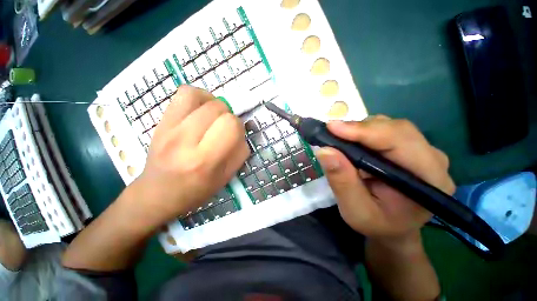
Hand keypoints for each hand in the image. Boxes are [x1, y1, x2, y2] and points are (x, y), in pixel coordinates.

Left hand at [131, 85, 249, 225]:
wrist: (157, 193)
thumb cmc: (196, 190)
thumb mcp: (226, 177)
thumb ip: (239, 152)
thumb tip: (241, 132)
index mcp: (205, 160)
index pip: (231, 125)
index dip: (238, 127)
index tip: (235, 135)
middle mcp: (185, 140)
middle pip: (218, 108)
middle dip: (229, 116)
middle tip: (224, 129)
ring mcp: (169, 128)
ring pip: (200, 96)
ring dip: (215, 104)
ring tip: (214, 116)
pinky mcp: (161, 121)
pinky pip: (184, 93)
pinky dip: (199, 96)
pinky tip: (201, 109)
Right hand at [315, 116, 454, 242]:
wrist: (393, 227)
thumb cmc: (377, 224)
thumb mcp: (355, 210)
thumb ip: (342, 182)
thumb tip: (325, 151)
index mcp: (429, 180)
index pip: (399, 142)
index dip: (364, 131)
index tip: (332, 128)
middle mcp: (433, 160)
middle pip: (395, 128)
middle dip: (359, 128)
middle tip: (331, 133)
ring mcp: (423, 151)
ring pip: (389, 126)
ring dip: (360, 129)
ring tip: (339, 139)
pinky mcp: (410, 148)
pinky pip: (385, 130)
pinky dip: (363, 132)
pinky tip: (351, 141)